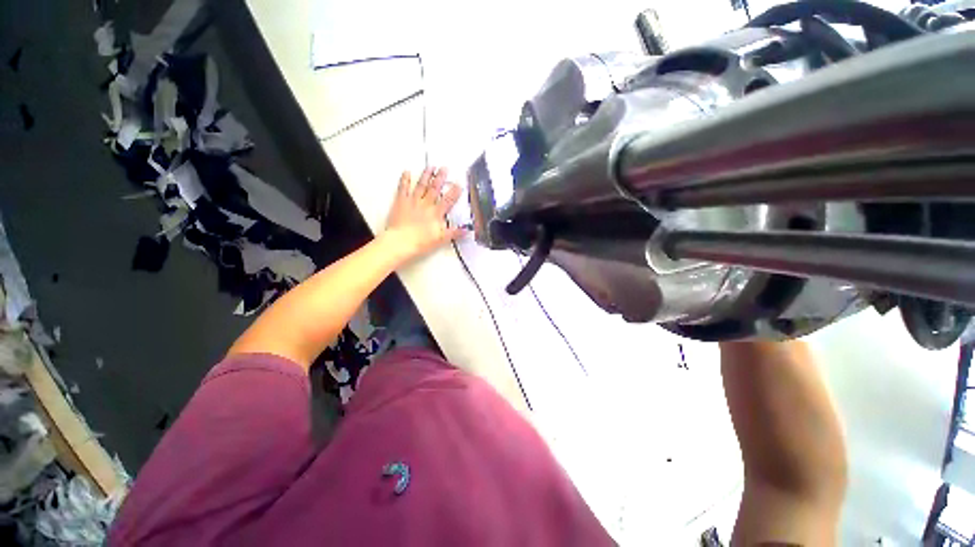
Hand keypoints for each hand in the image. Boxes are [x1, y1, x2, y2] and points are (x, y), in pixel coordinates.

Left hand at [382, 167, 463, 263]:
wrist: (401, 242)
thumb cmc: (421, 241)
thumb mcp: (442, 239)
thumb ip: (455, 233)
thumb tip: (466, 230)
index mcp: (436, 213)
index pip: (448, 200)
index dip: (454, 191)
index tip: (458, 184)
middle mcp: (426, 204)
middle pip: (435, 188)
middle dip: (440, 178)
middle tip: (444, 168)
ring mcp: (413, 201)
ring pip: (421, 185)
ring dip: (426, 175)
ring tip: (430, 167)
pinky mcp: (401, 202)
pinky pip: (403, 188)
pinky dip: (405, 180)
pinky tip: (406, 172)